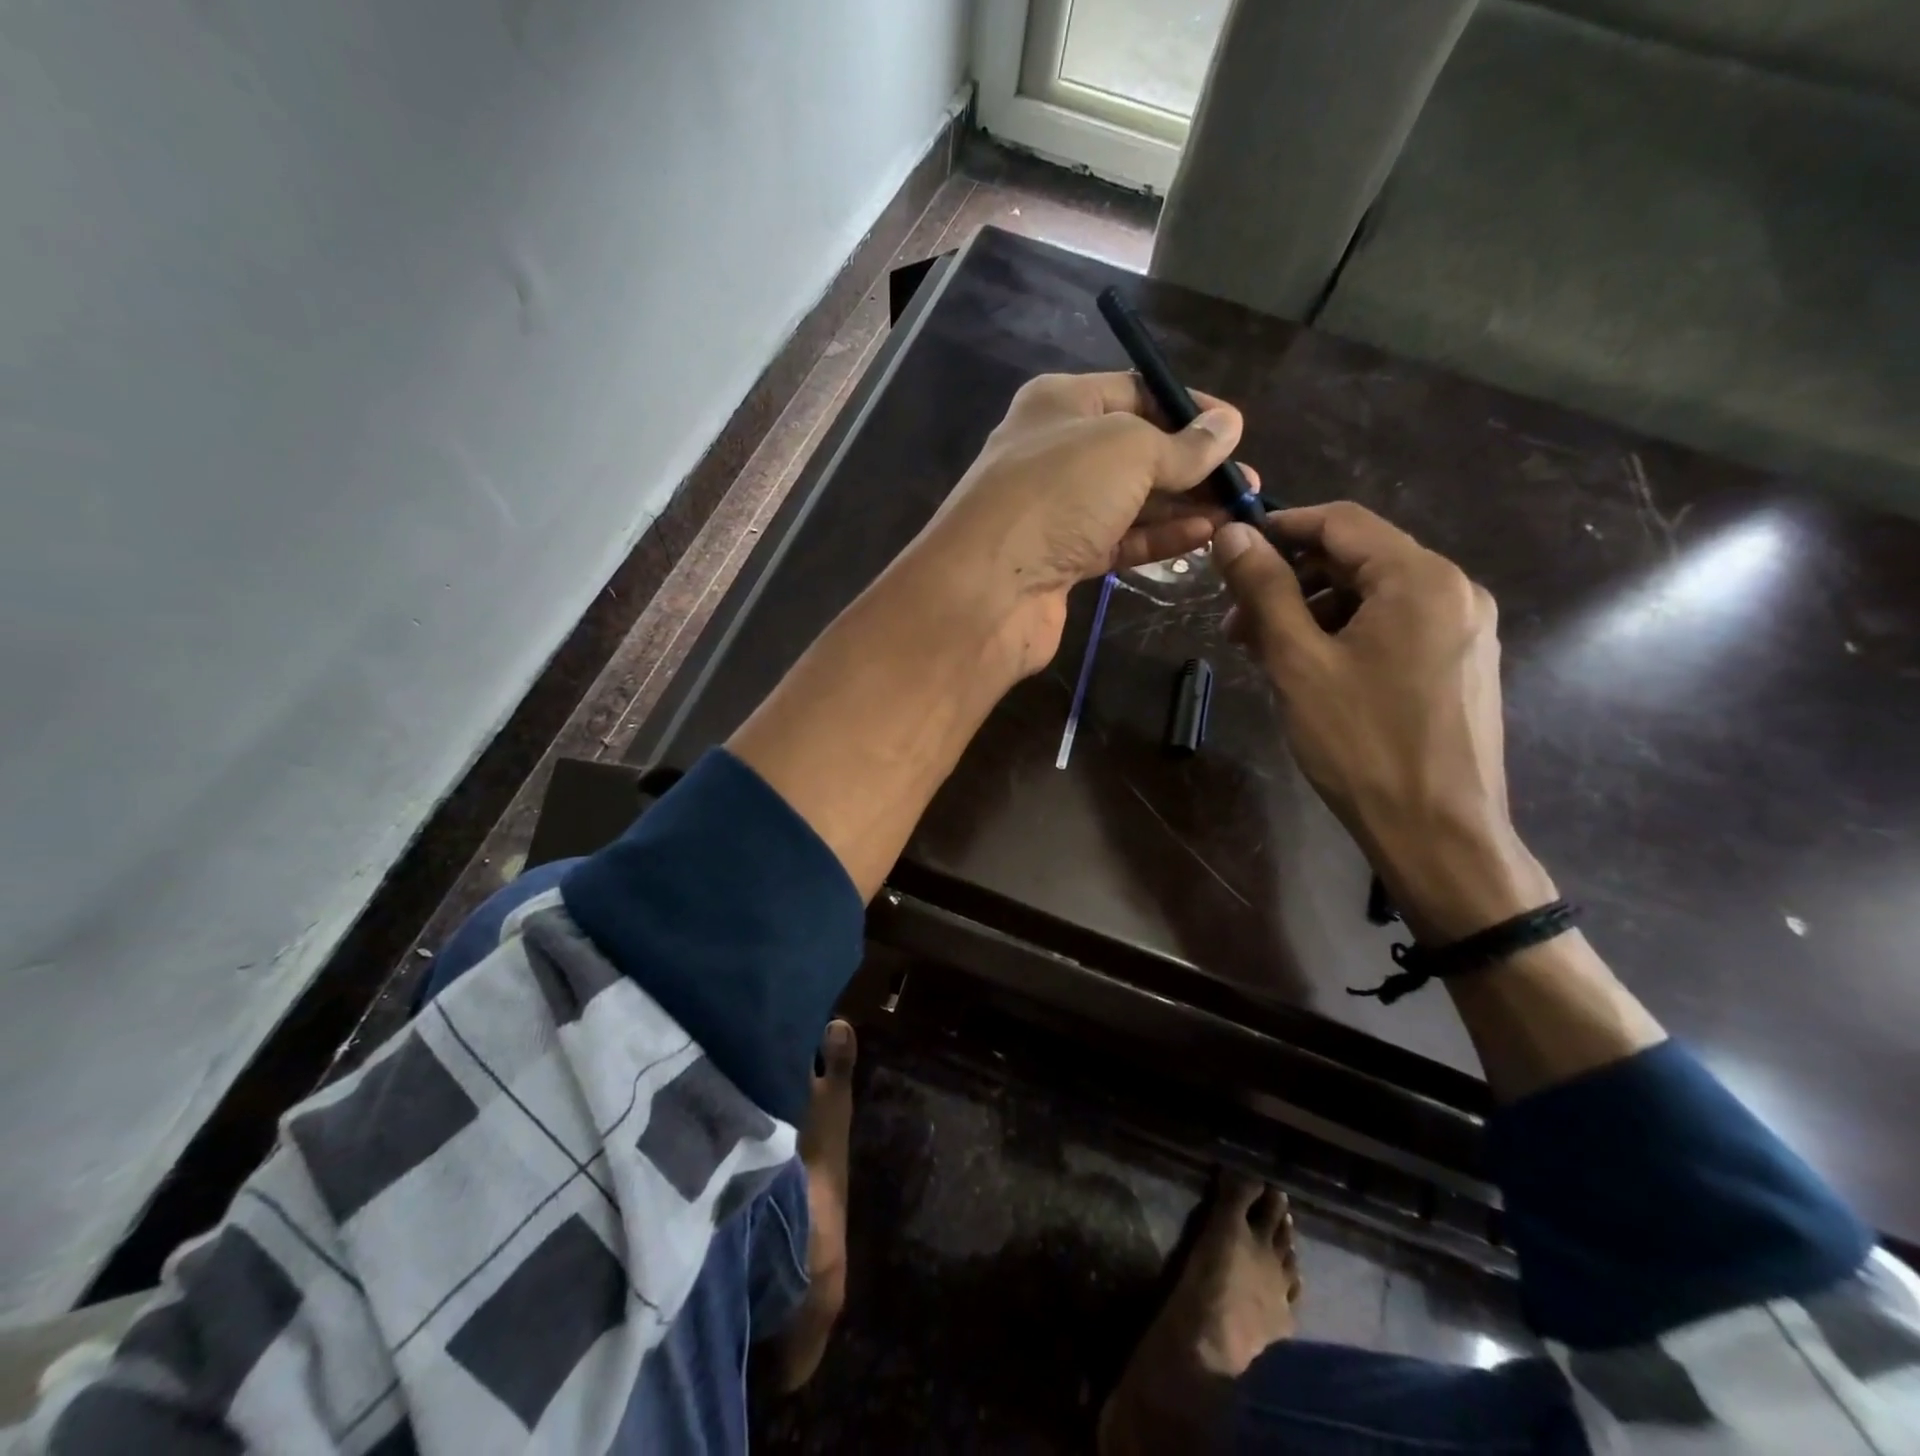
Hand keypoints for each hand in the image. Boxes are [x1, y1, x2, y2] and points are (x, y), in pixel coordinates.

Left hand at [915, 371, 1244, 675]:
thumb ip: (1181, 444)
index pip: (1136, 393)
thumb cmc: (1056, 495)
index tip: (1236, 430)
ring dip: (1183, 505)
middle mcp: (1055, 452)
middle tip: (1245, 482)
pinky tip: (1204, 536)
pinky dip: (1159, 537)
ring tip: (1238, 510)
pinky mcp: (1061, 560)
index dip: (1188, 408)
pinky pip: (1119, 540)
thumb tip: (1228, 427)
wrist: (987, 590)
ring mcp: (1056, 511)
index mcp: (1060, 404)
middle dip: (1192, 464)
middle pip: (1136, 450)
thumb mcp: (1128, 450)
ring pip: (1130, 500)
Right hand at [1212, 504, 1553, 940]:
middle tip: (1237, 626)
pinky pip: (1395, 627)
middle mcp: (1454, 589)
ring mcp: (1464, 628)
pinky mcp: (1461, 663)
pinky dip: (1346, 635)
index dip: (1281, 528)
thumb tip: (1232, 534)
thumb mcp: (1298, 662)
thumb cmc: (1361, 743)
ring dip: (1314, 612)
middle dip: (1291, 582)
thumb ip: (1265, 590)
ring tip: (1267, 656)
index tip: (1231, 553)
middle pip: (1358, 559)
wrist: (1438, 832)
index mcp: (1420, 578)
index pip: (1341, 522)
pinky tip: (1311, 672)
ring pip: (1374, 596)